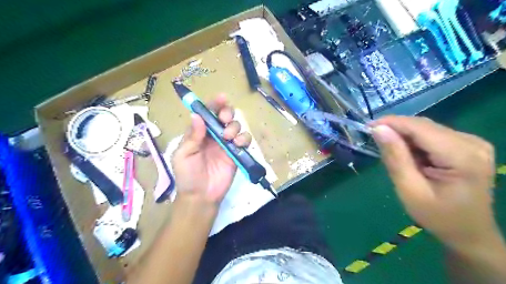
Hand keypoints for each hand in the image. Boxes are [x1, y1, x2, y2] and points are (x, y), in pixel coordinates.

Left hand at [174, 96, 251, 205]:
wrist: (201, 196)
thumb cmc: (188, 175)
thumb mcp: (183, 155)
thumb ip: (192, 136)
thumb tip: (197, 115)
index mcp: (199, 133)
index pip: (207, 114)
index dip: (214, 104)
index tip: (221, 98)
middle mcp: (214, 135)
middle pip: (224, 116)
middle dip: (226, 112)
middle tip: (225, 119)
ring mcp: (226, 144)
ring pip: (236, 126)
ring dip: (234, 126)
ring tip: (229, 137)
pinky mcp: (237, 153)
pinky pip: (245, 140)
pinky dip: (244, 138)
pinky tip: (238, 143)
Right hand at [370, 115, 498, 250]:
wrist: (468, 232)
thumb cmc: (438, 217)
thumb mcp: (410, 190)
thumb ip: (395, 158)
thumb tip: (378, 129)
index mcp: (462, 156)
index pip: (420, 128)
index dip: (391, 123)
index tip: (367, 127)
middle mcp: (472, 142)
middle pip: (424, 126)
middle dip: (396, 130)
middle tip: (374, 140)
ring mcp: (472, 142)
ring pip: (426, 129)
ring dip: (404, 137)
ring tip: (390, 152)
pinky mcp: (467, 145)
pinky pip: (432, 135)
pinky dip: (414, 142)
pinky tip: (407, 155)